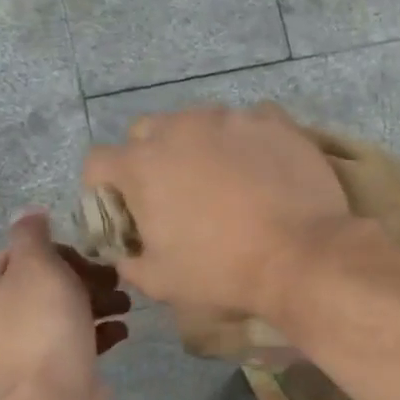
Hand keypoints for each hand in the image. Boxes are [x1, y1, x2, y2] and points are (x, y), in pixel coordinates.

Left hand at [0, 212, 130, 399]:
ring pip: (66, 310)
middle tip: (113, 281)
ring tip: (125, 306)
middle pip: (46, 282)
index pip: (19, 254)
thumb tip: (29, 213)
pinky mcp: (53, 370)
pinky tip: (121, 331)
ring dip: (99, 302)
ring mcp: (25, 348)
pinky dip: (100, 331)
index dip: (58, 250)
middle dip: (85, 277)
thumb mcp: (36, 266)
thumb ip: (32, 235)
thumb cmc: (42, 325)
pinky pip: (78, 340)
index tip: (88, 256)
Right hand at [82, 104, 351, 316]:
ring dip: (199, 146)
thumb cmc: (222, 271)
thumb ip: (129, 260)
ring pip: (198, 122)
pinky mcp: (272, 120)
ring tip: (224, 180)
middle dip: (150, 159)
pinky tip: (261, 167)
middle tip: (174, 194)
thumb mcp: (160, 281)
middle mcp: (179, 128)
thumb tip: (126, 252)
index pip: (98, 162)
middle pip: (146, 133)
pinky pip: (248, 121)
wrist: (301, 256)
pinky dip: (246, 140)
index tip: (125, 211)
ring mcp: (229, 119)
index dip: (104, 189)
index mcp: (141, 165)